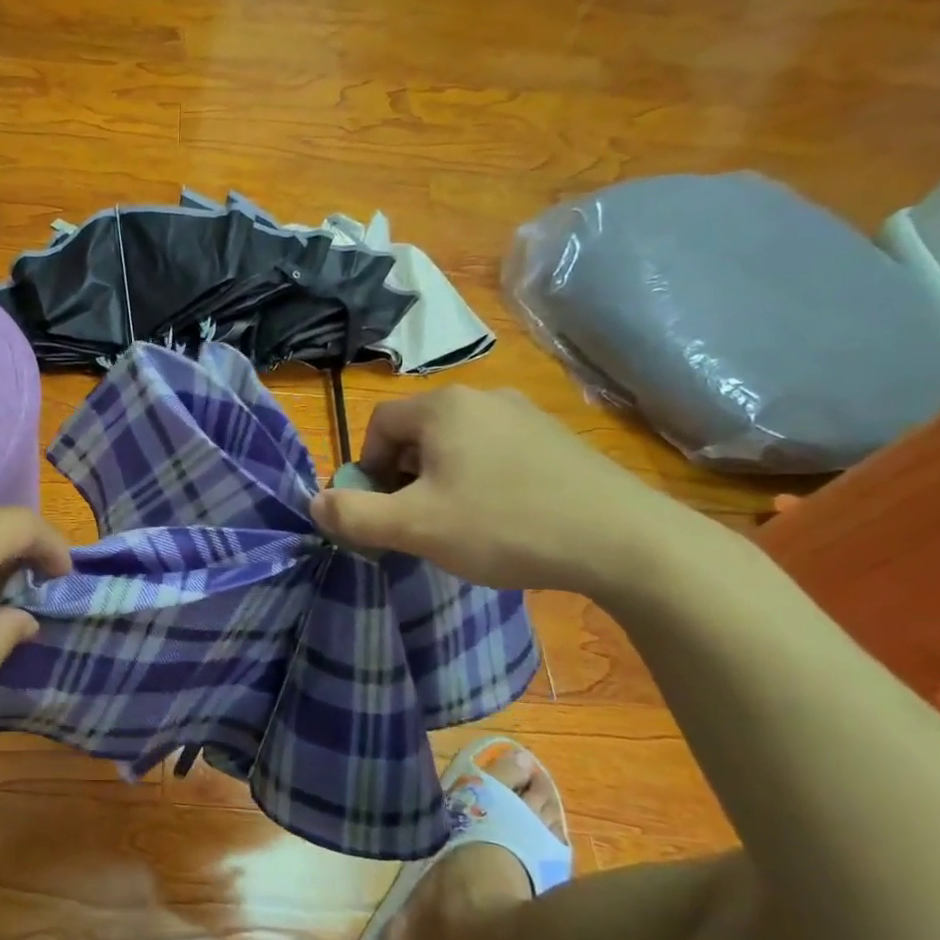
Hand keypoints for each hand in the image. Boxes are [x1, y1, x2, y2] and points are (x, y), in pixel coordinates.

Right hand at [310, 387, 696, 595]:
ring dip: (442, 481)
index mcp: (444, 406)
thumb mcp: (415, 527)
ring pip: (458, 445)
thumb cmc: (504, 525)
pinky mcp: (559, 440)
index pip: (379, 425)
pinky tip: (504, 520)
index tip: (381, 511)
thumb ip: (353, 515)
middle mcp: (484, 397)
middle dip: (404, 478)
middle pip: (418, 433)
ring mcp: (527, 415)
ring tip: (459, 525)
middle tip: (416, 523)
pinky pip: (497, 454)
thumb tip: (314, 503)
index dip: (366, 469)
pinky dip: (483, 481)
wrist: (625, 541)